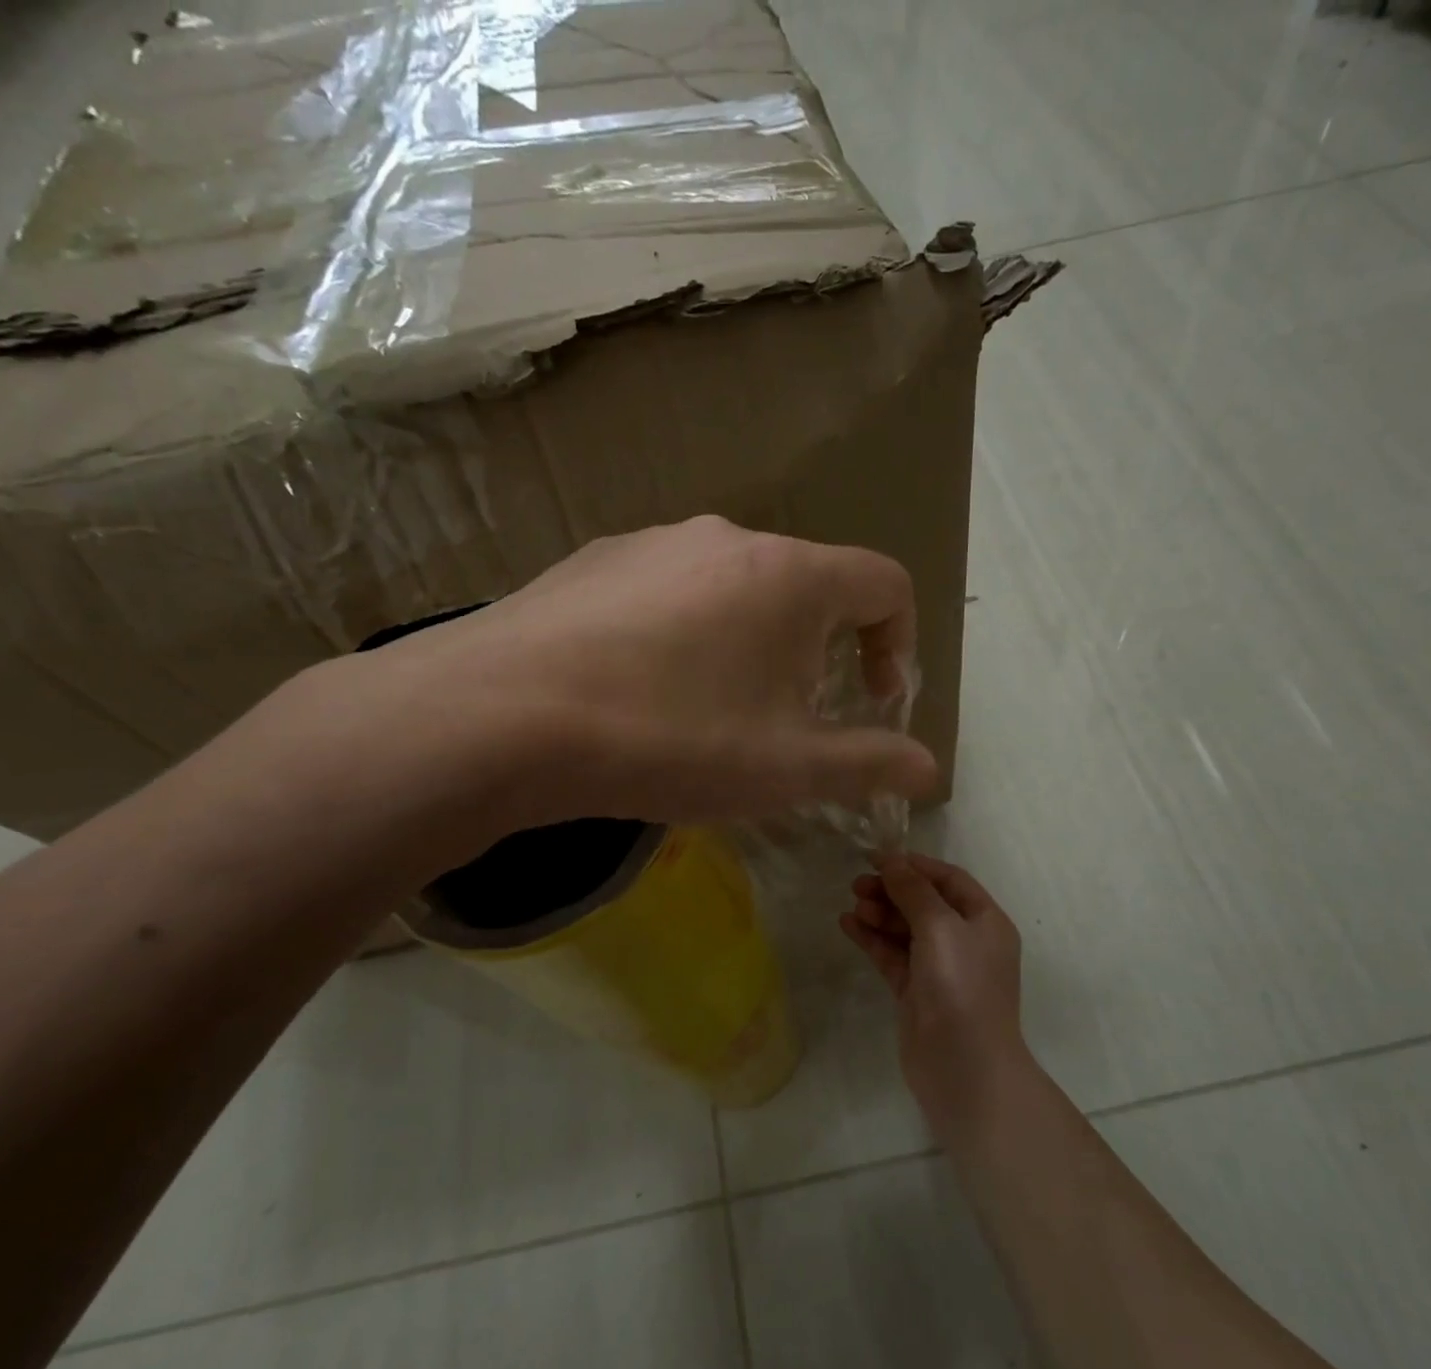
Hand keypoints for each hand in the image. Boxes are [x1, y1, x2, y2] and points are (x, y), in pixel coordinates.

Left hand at [296, 517, 937, 859]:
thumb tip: (930, 767)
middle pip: (806, 588)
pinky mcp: (594, 561)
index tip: (874, 700)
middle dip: (816, 655)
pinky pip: (668, 591)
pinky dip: (683, 634)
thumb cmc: (670, 738)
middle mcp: (727, 538)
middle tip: (784, 724)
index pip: (884, 584)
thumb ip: (869, 763)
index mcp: (790, 575)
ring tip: (707, 713)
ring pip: (734, 589)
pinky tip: (639, 690)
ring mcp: (653, 542)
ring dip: (748, 645)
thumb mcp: (786, 768)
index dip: (899, 643)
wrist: (501, 716)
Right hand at [840, 854, 1027, 1131]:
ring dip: (880, 914)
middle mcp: (965, 942)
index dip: (915, 866)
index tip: (878, 858)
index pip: (950, 880)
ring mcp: (940, 969)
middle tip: (857, 884)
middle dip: (893, 890)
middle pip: (925, 903)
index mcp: (985, 922)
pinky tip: (848, 925)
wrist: (963, 1067)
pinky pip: (892, 956)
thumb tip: (892, 861)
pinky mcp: (917, 992)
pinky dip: (872, 939)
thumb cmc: (961, 986)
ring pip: (906, 930)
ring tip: (852, 905)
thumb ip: (914, 891)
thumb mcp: (940, 927)